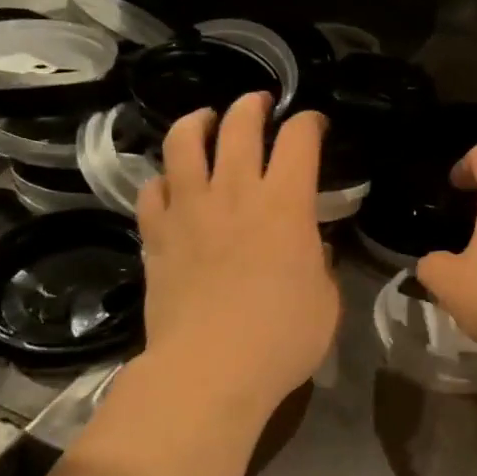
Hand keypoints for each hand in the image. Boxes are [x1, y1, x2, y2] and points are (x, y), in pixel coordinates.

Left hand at [137, 93, 338, 421]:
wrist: (209, 371)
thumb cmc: (281, 338)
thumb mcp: (326, 300)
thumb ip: (320, 262)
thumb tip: (311, 245)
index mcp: (285, 202)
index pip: (299, 138)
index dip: (309, 122)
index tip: (314, 125)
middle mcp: (235, 192)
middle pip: (238, 124)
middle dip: (252, 105)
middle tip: (259, 104)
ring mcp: (189, 210)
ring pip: (183, 142)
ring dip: (197, 122)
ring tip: (205, 121)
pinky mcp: (156, 235)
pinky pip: (151, 190)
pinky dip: (162, 179)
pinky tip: (171, 185)